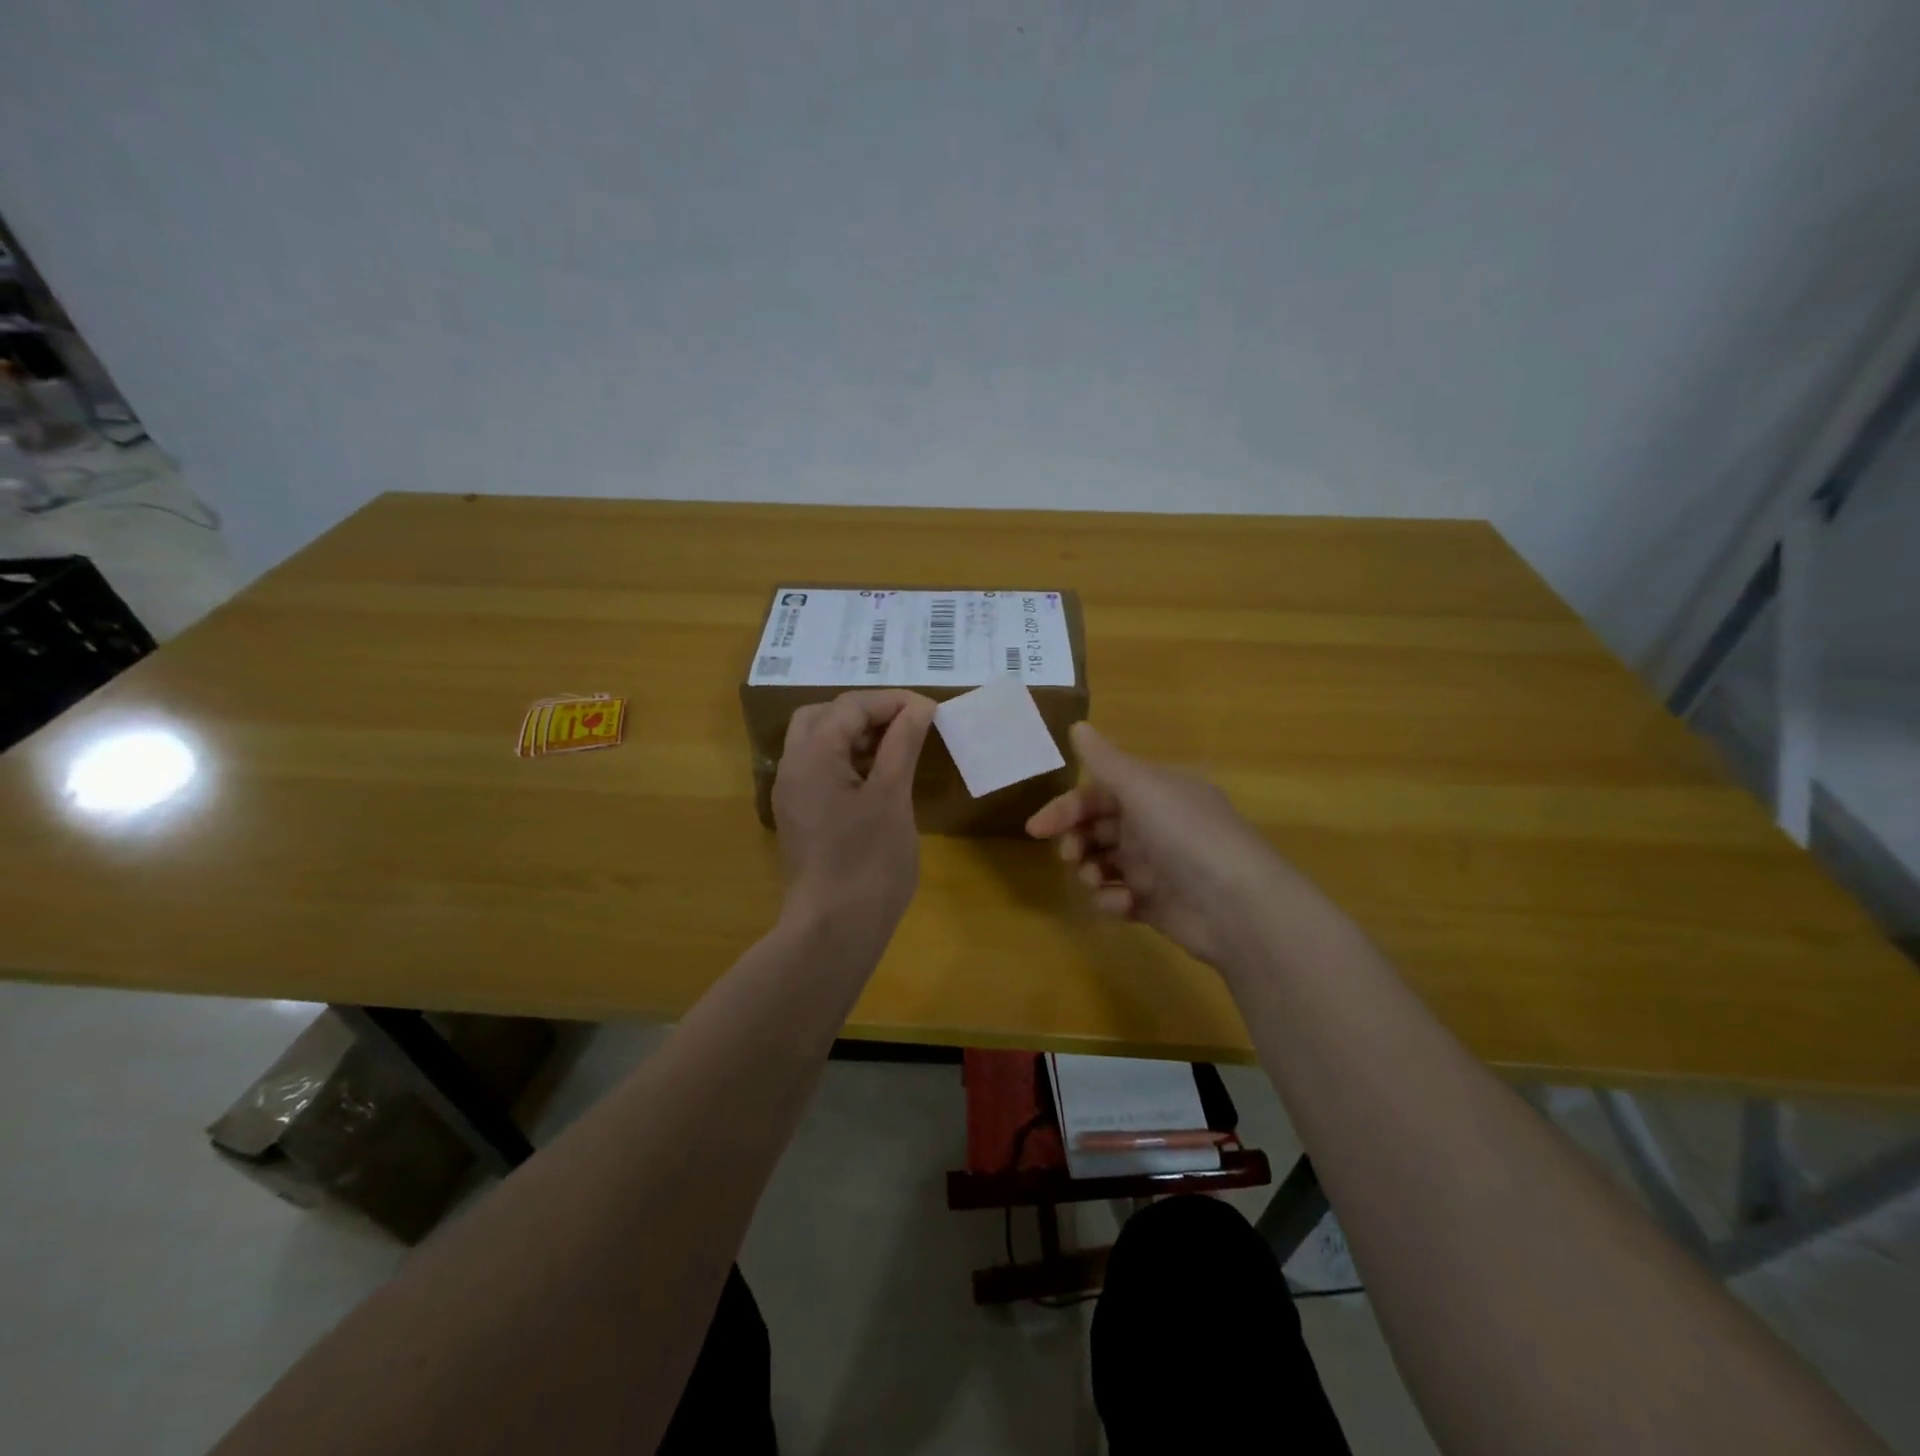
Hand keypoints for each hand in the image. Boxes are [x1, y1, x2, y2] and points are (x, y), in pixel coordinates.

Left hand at [773, 690, 936, 943]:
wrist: (835, 929)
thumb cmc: (869, 860)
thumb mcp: (892, 795)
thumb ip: (902, 744)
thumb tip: (919, 706)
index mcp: (812, 756)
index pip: (849, 707)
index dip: (891, 701)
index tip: (930, 710)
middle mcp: (793, 768)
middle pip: (822, 717)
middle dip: (864, 712)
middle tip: (904, 724)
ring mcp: (792, 795)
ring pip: (817, 744)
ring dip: (854, 736)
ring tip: (897, 747)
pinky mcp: (800, 817)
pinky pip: (819, 771)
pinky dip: (846, 761)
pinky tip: (878, 777)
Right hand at [1027, 722, 1306, 965]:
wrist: (1238, 907)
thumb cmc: (1187, 836)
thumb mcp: (1144, 789)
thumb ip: (1105, 761)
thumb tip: (1077, 726)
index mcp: (1155, 793)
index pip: (1098, 794)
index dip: (1065, 808)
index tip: (1036, 829)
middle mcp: (1155, 825)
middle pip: (1098, 828)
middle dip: (1076, 841)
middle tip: (1070, 856)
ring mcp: (1156, 867)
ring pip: (1104, 863)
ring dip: (1090, 870)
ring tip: (1094, 880)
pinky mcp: (1157, 904)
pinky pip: (1119, 897)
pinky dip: (1113, 901)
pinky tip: (1122, 905)